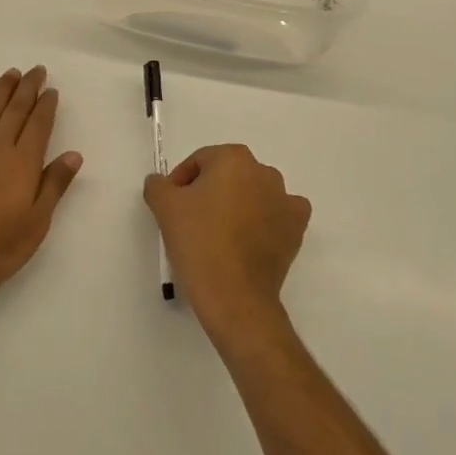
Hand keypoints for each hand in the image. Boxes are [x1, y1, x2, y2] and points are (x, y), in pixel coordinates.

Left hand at [0, 66, 83, 299]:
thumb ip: (54, 185)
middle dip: (27, 88)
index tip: (52, 90)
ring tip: (11, 73)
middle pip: (16, 110)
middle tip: (36, 70)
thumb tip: (73, 154)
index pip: (38, 125)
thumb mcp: (36, 223)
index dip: (46, 106)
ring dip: (2, 90)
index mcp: (23, 163)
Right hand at [145, 144, 309, 341]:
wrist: (235, 296)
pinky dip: (266, 220)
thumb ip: (158, 185)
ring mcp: (285, 200)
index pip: (199, 162)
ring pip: (253, 193)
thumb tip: (162, 183)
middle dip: (209, 192)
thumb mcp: (164, 207)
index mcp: (233, 159)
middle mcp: (264, 172)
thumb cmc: (198, 242)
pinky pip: (278, 214)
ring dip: (238, 205)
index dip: (181, 182)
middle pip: (227, 175)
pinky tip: (251, 237)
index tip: (172, 207)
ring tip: (219, 234)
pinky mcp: (297, 228)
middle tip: (192, 220)